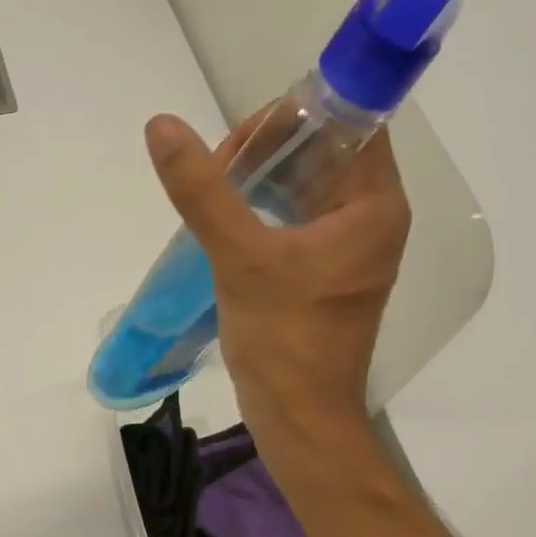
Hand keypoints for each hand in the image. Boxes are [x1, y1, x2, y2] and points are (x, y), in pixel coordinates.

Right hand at [144, 111, 410, 437]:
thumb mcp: (241, 258)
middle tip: (215, 172)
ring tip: (212, 195)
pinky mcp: (323, 272)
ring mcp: (347, 247)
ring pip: (304, 186)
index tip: (240, 140)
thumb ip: (203, 191)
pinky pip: (294, 219)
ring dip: (258, 181)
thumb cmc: (284, 340)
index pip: (348, 124)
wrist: (298, 420)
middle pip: (322, 152)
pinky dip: (260, 211)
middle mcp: (370, 219)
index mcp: (373, 206)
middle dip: (267, 151)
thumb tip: (162, 126)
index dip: (295, 117)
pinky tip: (222, 221)